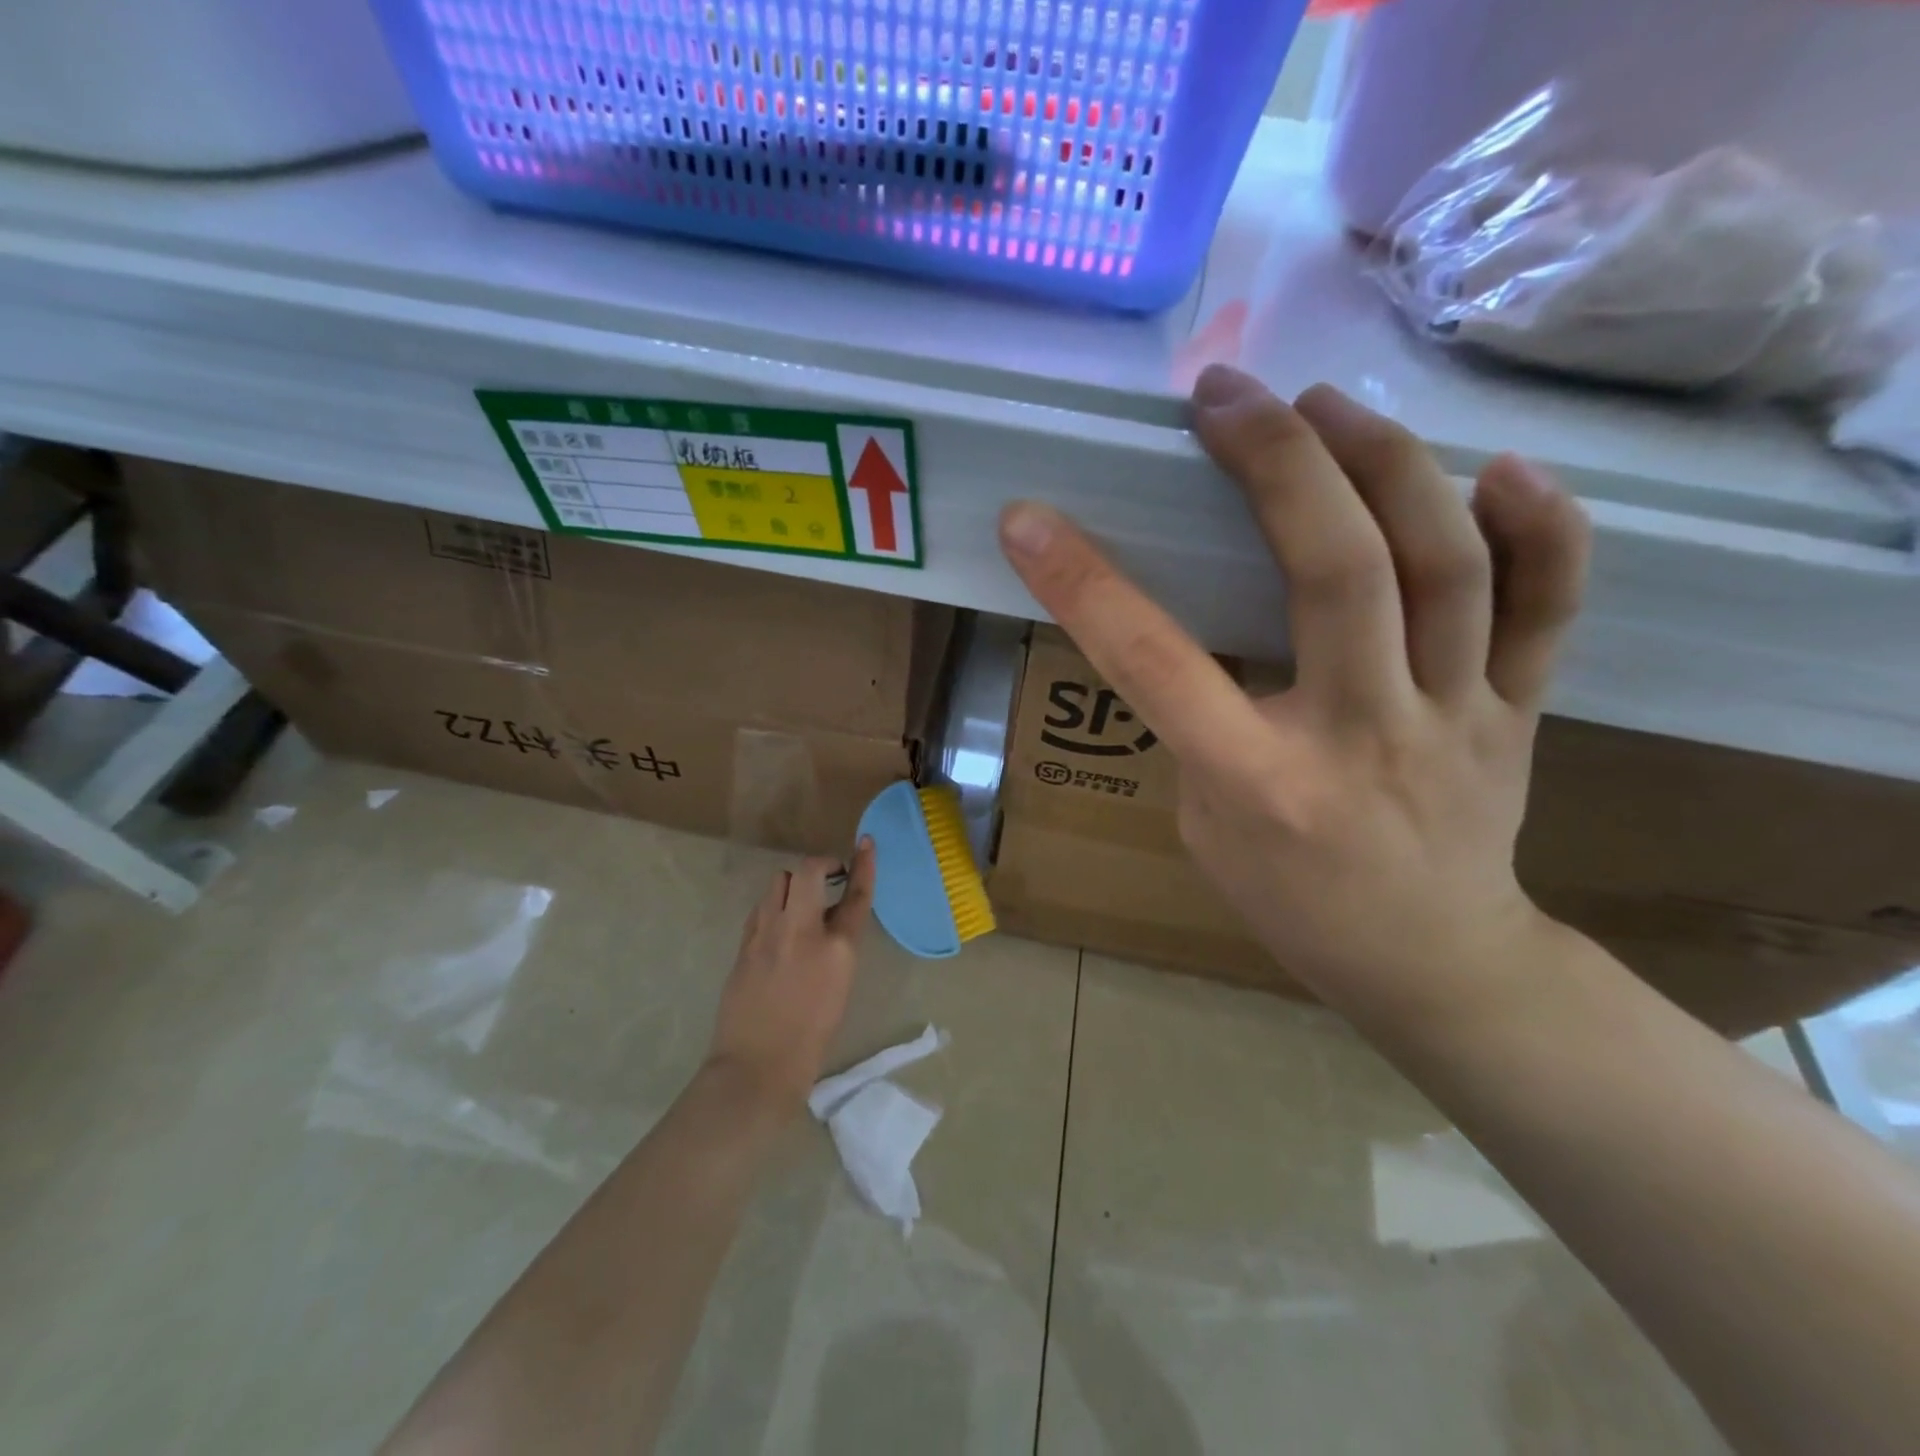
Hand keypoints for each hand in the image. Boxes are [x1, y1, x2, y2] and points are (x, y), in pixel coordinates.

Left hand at [705, 840, 876, 1110]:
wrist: (758, 1066)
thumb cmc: (812, 1036)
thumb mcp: (841, 985)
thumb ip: (838, 946)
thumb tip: (832, 920)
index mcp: (837, 948)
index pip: (856, 894)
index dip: (863, 865)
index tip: (866, 842)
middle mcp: (801, 930)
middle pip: (808, 871)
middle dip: (820, 864)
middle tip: (828, 876)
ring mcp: (767, 934)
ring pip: (778, 881)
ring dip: (793, 884)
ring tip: (800, 903)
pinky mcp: (744, 943)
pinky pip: (761, 907)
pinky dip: (774, 905)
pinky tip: (778, 925)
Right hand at [997, 366, 1591, 1024]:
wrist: (1432, 962)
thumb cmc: (1290, 903)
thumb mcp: (1204, 828)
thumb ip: (1198, 730)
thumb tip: (1197, 632)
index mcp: (1257, 782)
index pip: (1158, 664)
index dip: (1085, 585)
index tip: (1030, 520)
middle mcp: (1361, 735)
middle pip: (1337, 574)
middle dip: (1276, 463)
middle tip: (1225, 394)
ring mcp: (1456, 717)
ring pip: (1444, 565)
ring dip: (1384, 463)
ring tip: (1326, 402)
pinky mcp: (1519, 709)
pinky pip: (1550, 606)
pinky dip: (1541, 528)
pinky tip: (1501, 466)